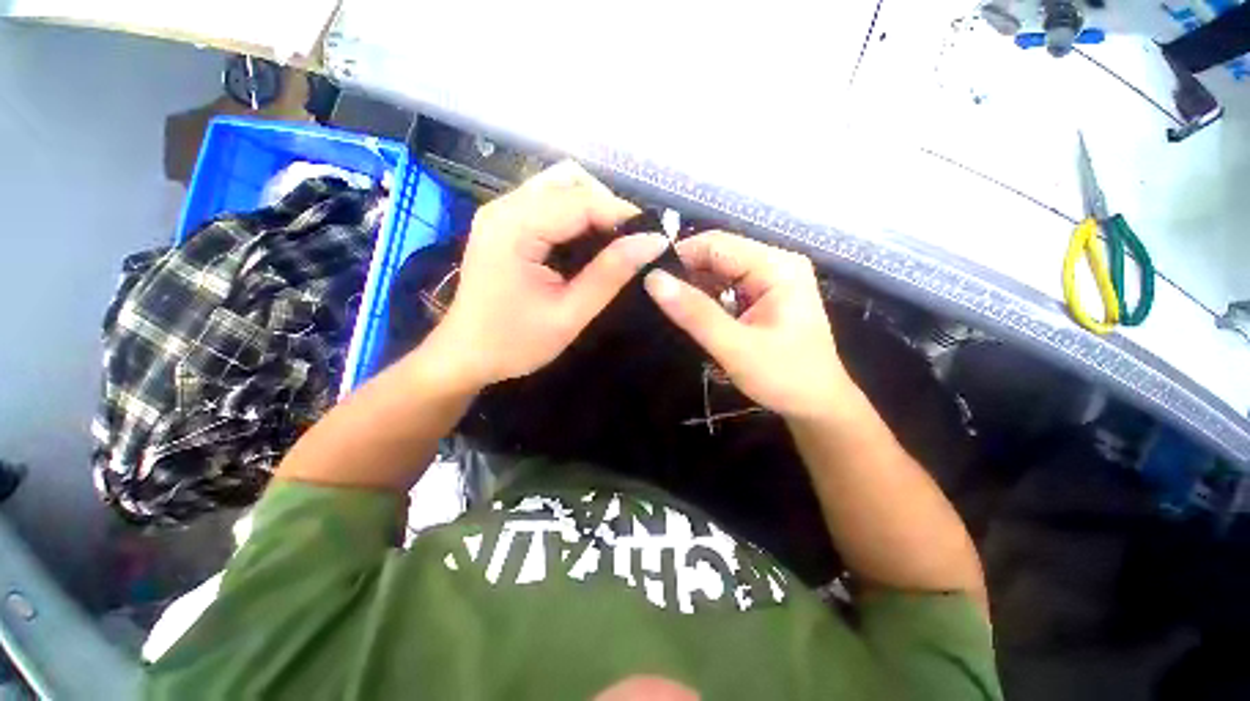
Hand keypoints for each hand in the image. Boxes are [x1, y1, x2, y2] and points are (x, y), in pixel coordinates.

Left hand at [432, 161, 668, 389]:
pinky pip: (548, 203)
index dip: (623, 214)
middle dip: (608, 208)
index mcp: (515, 228)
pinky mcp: (503, 223)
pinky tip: (587, 243)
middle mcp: (504, 207)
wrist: (464, 356)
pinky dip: (575, 216)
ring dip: (593, 209)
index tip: (653, 238)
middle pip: (570, 182)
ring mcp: (501, 212)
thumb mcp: (569, 314)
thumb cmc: (514, 343)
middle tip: (631, 245)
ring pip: (560, 187)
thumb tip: (652, 242)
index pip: (581, 200)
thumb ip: (609, 275)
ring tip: (613, 245)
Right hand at [643, 231, 854, 420]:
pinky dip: (706, 299)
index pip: (716, 244)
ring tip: (669, 309)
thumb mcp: (736, 348)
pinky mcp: (764, 294)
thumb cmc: (784, 378)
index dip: (679, 257)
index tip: (648, 281)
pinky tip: (692, 315)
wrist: (817, 405)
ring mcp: (771, 278)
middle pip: (718, 254)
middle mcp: (776, 263)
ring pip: (719, 270)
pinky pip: (726, 286)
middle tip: (655, 299)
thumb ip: (696, 313)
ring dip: (694, 288)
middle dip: (685, 274)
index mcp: (777, 266)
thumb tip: (653, 279)